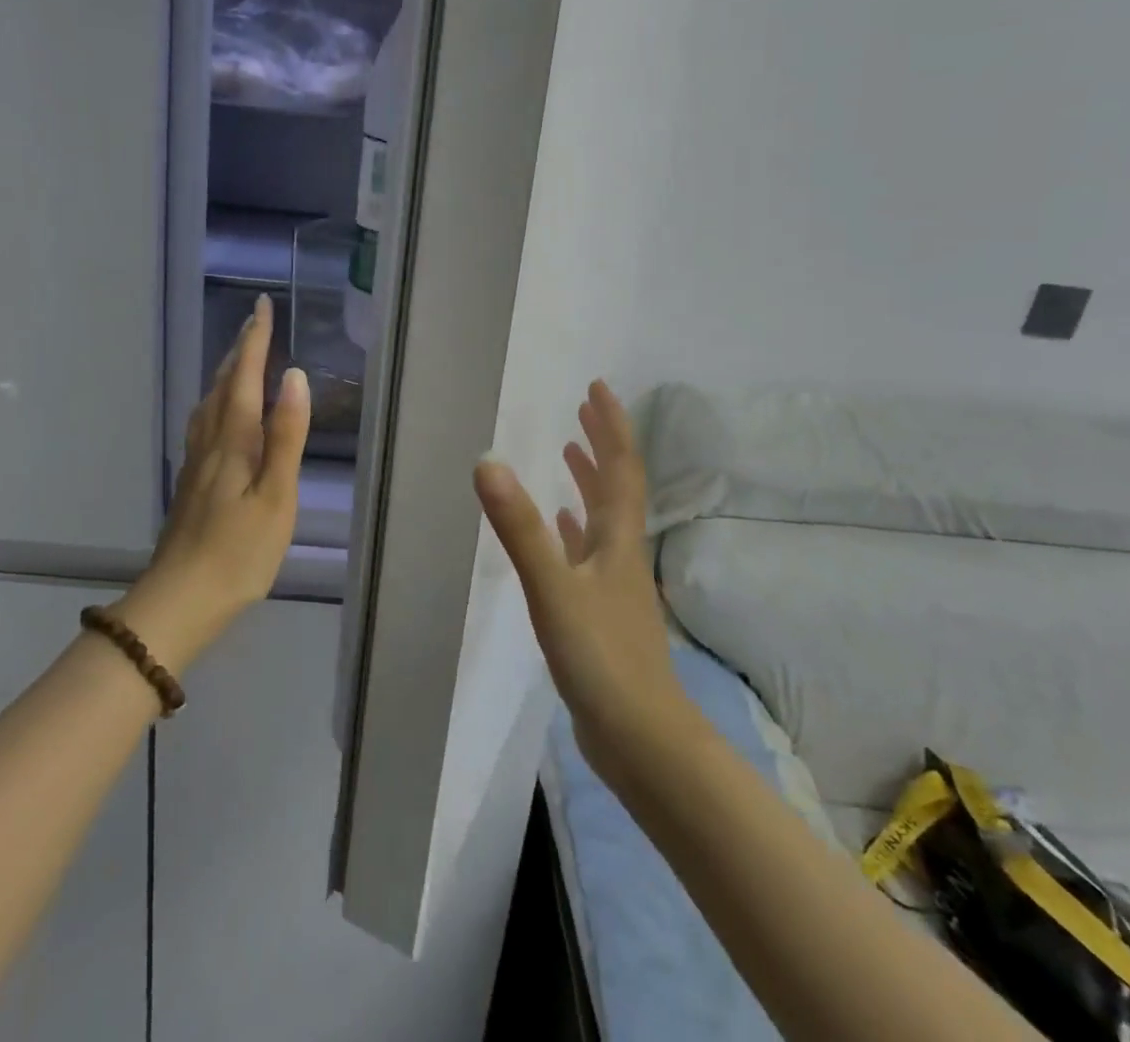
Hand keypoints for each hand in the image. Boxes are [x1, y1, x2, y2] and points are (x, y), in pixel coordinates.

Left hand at [115, 294, 310, 669]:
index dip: (256, 340)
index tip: (262, 306)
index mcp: (234, 440)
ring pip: (211, 402)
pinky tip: (220, 412)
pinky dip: (218, 399)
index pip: (246, 376)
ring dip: (227, 372)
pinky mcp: (194, 480)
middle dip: (241, 349)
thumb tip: (295, 377)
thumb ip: (286, 436)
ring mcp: (198, 461)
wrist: (181, 598)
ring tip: (240, 355)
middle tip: (255, 320)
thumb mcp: (276, 496)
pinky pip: (206, 421)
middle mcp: (211, 441)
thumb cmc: (239, 551)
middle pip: (225, 384)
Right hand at [474, 381, 685, 777]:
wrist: (641, 741)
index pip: (621, 469)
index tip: (597, 388)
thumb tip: (487, 462)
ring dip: (589, 482)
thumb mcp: (554, 589)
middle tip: (584, 410)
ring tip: (571, 452)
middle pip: (616, 488)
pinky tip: (564, 529)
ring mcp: (613, 586)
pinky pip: (588, 555)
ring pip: (603, 520)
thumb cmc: (603, 659)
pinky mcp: (602, 615)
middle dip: (602, 445)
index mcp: (617, 540)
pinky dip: (576, 531)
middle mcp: (620, 554)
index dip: (612, 426)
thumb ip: (521, 528)